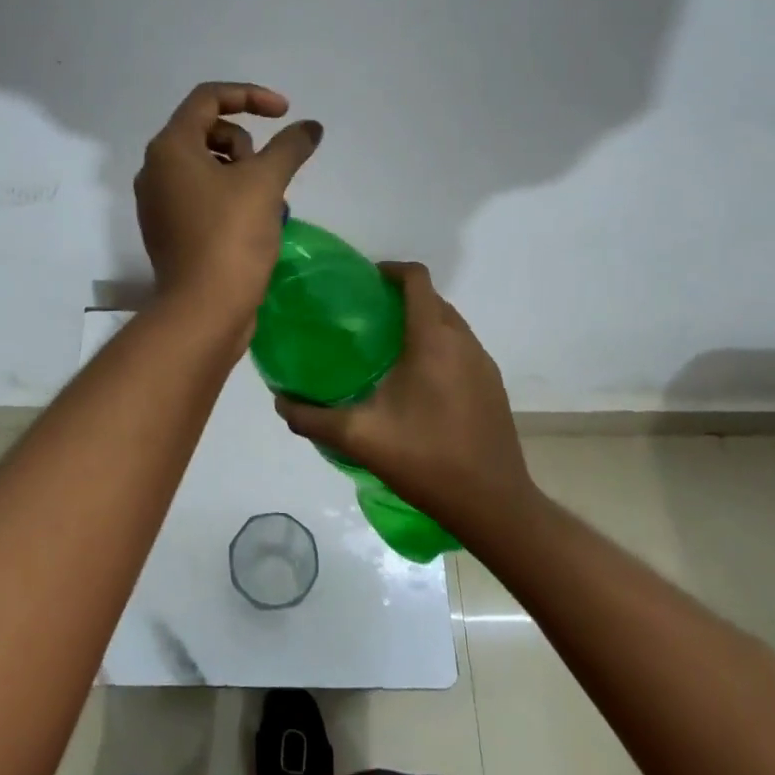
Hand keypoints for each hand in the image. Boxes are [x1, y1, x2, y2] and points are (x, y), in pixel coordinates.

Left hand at [135, 82, 322, 329]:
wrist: (204, 310)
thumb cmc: (231, 236)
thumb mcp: (266, 183)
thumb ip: (290, 146)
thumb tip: (310, 127)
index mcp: (170, 148)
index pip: (208, 97)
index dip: (250, 96)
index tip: (284, 113)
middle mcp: (155, 169)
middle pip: (207, 131)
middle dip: (245, 144)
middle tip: (267, 175)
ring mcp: (159, 202)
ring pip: (206, 165)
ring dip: (241, 172)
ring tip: (264, 203)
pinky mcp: (169, 230)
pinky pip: (202, 195)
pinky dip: (229, 196)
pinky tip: (252, 222)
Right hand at [275, 262, 532, 536]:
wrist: (493, 505)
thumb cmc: (426, 460)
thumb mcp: (359, 438)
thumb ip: (313, 417)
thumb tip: (280, 401)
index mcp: (432, 340)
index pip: (416, 280)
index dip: (390, 270)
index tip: (363, 282)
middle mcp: (463, 341)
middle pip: (432, 299)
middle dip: (401, 298)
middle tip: (365, 318)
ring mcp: (483, 364)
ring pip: (450, 324)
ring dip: (421, 323)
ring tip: (386, 349)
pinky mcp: (493, 386)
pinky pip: (462, 349)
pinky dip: (439, 348)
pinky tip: (417, 384)